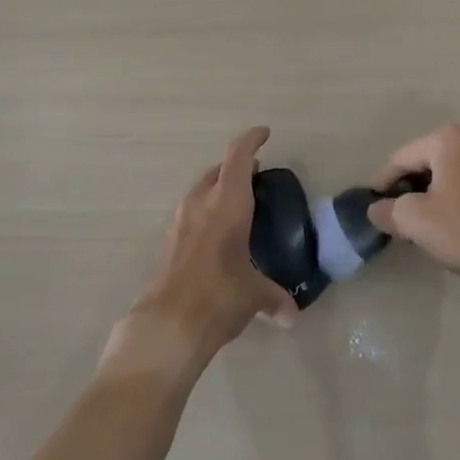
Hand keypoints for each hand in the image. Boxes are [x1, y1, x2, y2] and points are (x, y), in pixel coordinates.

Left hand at [107, 128, 297, 378]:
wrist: (167, 325)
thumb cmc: (219, 295)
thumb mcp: (254, 295)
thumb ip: (274, 298)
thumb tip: (291, 315)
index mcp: (227, 202)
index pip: (239, 155)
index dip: (251, 140)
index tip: (264, 134)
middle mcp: (201, 202)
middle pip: (218, 170)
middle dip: (237, 168)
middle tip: (256, 176)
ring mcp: (180, 219)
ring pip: (201, 190)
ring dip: (218, 189)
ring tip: (238, 205)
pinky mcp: (168, 240)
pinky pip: (191, 212)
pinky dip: (206, 212)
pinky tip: (218, 235)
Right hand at [368, 123, 459, 295]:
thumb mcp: (414, 220)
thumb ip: (388, 211)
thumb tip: (376, 210)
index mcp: (447, 139)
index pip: (401, 158)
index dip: (382, 182)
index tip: (372, 203)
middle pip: (425, 161)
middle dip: (407, 186)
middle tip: (394, 213)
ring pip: (447, 173)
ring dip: (430, 193)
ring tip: (418, 221)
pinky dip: (451, 197)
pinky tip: (447, 223)